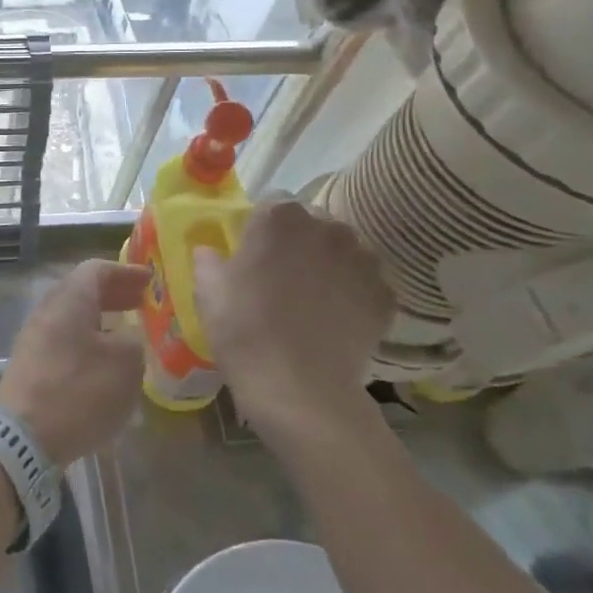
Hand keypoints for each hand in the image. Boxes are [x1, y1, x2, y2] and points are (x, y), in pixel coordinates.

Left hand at [0, 260, 152, 465]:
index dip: (126, 272)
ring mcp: (34, 339)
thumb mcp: (125, 362)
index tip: (151, 281)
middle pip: (82, 292)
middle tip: (143, 304)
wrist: (23, 437)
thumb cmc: (79, 391)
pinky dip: (89, 343)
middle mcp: (47, 311)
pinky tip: (106, 364)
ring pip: (73, 318)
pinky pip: (65, 342)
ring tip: (130, 335)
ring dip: (102, 321)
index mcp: (69, 299)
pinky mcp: (31, 367)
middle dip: (115, 295)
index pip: (96, 269)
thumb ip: (134, 339)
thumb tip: (128, 335)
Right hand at [193, 201, 393, 446]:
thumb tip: (210, 251)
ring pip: (343, 251)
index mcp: (280, 218)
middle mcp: (327, 227)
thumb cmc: (243, 329)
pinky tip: (335, 320)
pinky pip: (365, 284)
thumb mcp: (207, 290)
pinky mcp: (385, 295)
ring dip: (329, 265)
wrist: (298, 388)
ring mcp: (363, 260)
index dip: (260, 228)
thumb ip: (208, 259)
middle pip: (312, 224)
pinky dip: (353, 295)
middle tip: (280, 278)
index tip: (251, 254)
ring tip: (312, 300)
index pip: (271, 205)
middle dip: (298, 243)